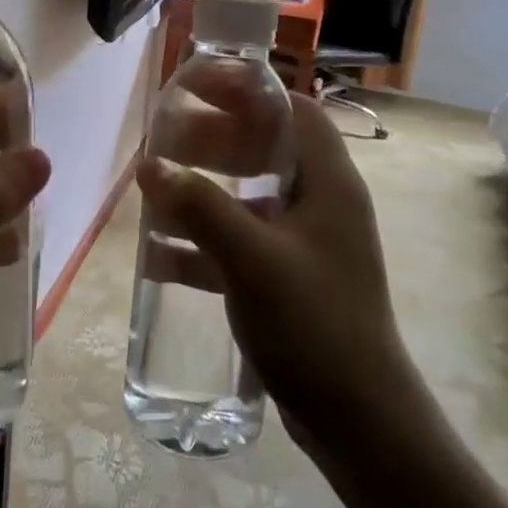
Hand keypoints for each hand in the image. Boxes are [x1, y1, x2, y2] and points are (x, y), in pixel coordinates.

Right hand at [136, 94, 417, 455]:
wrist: (358, 420)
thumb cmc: (314, 324)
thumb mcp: (252, 259)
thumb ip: (200, 208)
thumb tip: (149, 164)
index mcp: (328, 183)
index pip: (293, 111)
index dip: (247, 91)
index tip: (198, 87)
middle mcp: (321, 204)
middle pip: (266, 150)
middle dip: (215, 141)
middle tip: (166, 140)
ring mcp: (305, 245)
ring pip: (249, 198)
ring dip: (204, 191)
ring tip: (155, 191)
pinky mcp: (289, 280)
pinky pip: (241, 244)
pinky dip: (204, 244)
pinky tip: (160, 257)